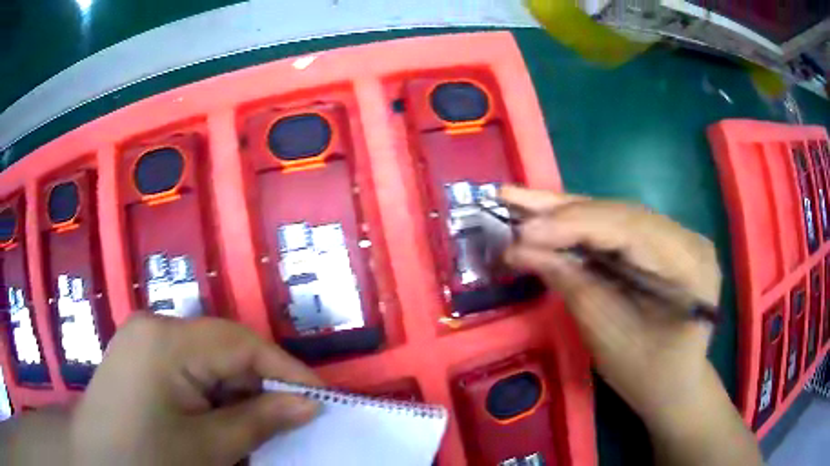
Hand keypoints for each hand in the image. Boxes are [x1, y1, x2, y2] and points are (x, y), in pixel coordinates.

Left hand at [71, 316, 320, 465]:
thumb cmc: (148, 460)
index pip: (241, 343)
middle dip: (259, 385)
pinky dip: (211, 393)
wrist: (94, 462)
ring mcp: (143, 338)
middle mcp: (154, 326)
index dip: (285, 370)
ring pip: (208, 359)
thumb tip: (310, 404)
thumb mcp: (208, 448)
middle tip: (288, 422)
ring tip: (254, 428)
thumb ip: (259, 421)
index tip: (320, 400)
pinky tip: (217, 421)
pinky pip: (187, 366)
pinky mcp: (139, 355)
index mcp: (166, 339)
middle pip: (224, 347)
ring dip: (236, 393)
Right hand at [501, 186, 720, 421]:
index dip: (572, 225)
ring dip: (566, 212)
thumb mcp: (607, 334)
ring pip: (615, 215)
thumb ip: (570, 283)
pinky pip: (617, 228)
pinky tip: (549, 219)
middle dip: (562, 211)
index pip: (628, 228)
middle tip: (510, 199)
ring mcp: (676, 237)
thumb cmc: (645, 373)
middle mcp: (687, 238)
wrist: (674, 386)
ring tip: (520, 203)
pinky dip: (580, 226)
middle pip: (620, 213)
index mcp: (689, 264)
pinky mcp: (660, 244)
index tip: (522, 233)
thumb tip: (517, 248)